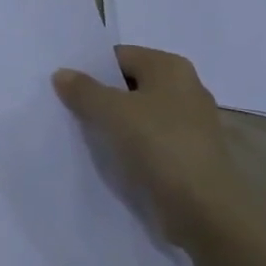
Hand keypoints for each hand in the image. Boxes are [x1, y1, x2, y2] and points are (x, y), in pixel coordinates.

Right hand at [53, 46, 254, 248]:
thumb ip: (83, 89)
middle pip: (130, 84)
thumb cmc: (159, 145)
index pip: (120, 56)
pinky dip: (129, 144)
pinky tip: (109, 156)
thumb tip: (62, 73)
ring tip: (82, 133)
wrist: (204, 209)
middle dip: (100, 95)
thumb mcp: (111, 111)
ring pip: (139, 114)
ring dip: (113, 122)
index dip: (91, 68)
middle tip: (67, 108)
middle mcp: (185, 88)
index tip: (64, 85)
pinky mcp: (188, 154)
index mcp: (170, 67)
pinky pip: (149, 139)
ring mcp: (190, 123)